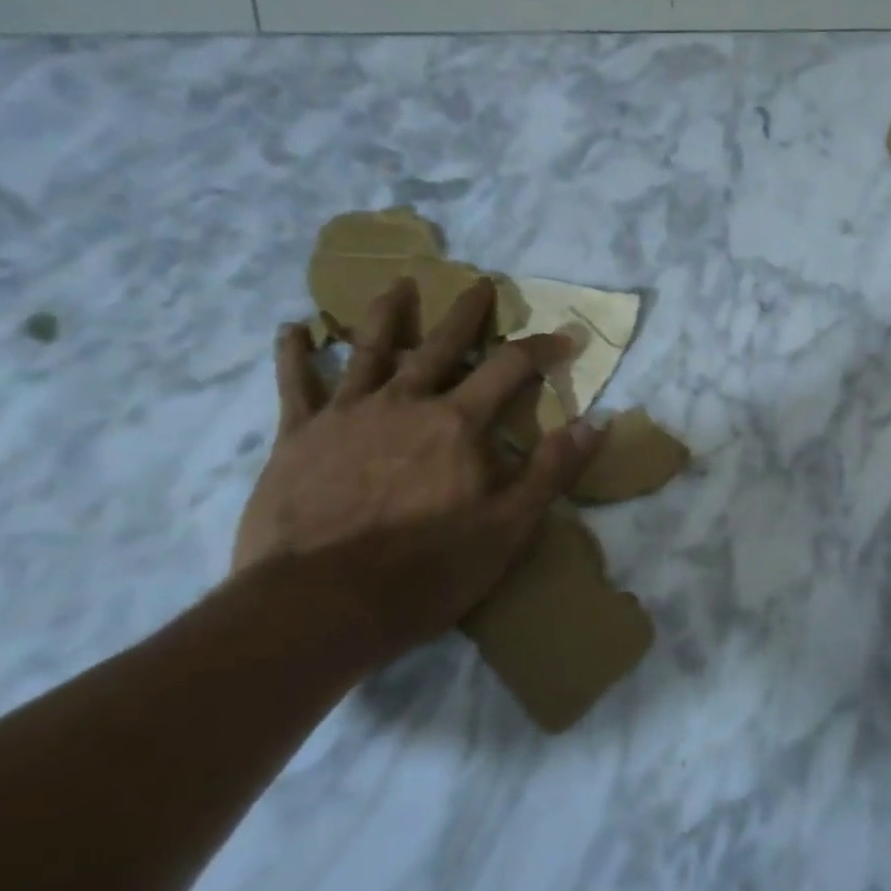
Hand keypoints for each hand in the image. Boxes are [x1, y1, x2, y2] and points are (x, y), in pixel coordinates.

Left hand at [233, 277, 599, 657]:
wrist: (318, 606)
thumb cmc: (426, 570)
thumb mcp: (509, 528)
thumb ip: (552, 471)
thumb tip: (597, 422)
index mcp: (457, 424)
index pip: (510, 368)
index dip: (542, 348)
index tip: (565, 338)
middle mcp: (404, 403)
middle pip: (440, 344)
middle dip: (466, 313)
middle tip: (480, 284)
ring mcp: (347, 415)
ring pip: (370, 349)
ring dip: (387, 313)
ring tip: (399, 285)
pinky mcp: (297, 437)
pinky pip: (295, 385)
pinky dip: (295, 354)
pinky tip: (294, 329)